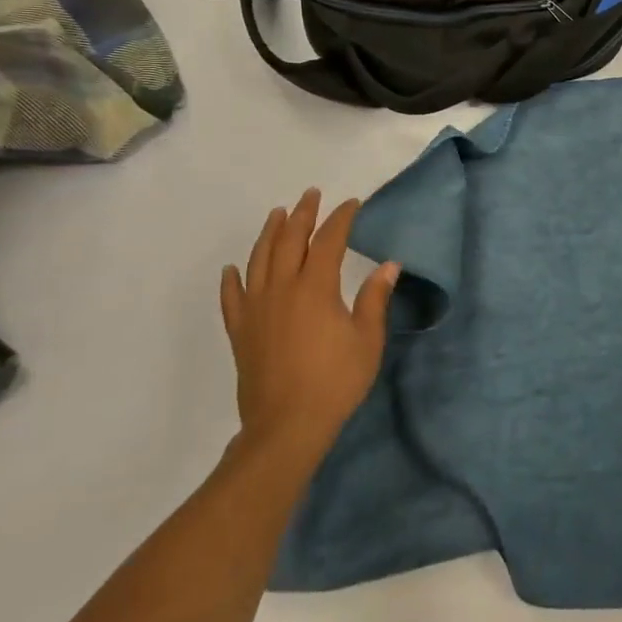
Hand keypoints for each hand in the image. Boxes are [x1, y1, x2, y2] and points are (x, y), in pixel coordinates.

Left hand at [219, 189, 399, 458]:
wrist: (286, 426)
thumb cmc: (335, 381)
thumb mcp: (367, 339)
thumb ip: (375, 299)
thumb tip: (389, 265)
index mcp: (315, 288)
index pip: (328, 241)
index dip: (340, 219)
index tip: (352, 204)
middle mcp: (281, 289)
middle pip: (289, 241)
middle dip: (302, 214)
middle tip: (311, 195)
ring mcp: (256, 309)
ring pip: (259, 260)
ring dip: (269, 233)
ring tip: (277, 214)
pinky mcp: (240, 331)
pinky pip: (232, 297)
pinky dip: (232, 280)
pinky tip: (233, 269)